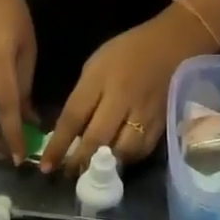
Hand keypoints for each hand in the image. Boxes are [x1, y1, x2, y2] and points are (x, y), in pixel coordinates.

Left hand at [39, 7, 213, 173]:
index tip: (46, 166)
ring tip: (93, 171)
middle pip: (97, 139)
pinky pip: (142, 150)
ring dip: (105, 165)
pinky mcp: (162, 122)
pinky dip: (127, 159)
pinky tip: (118, 161)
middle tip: (68, 175)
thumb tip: (70, 132)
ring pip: (122, 150)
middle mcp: (121, 98)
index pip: (72, 118)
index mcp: (99, 80)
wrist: (174, 43)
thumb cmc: (127, 52)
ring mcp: (144, 112)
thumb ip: (82, 97)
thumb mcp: (95, 66)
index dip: (58, 146)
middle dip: (79, 161)